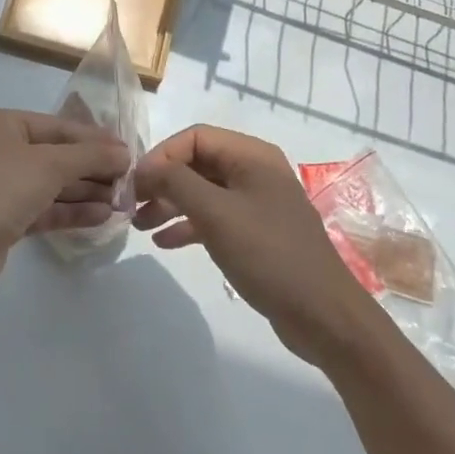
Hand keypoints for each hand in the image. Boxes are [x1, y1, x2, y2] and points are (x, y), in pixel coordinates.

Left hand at [0, 109, 130, 304]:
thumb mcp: (48, 165)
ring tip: (123, 201)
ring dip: (86, 191)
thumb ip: (89, 156)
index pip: (58, 127)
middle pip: (56, 155)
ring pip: (51, 184)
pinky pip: (43, 209)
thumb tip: (124, 153)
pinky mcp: (2, 220)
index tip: (129, 152)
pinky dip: (70, 211)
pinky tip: (102, 216)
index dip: (95, 139)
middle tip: (130, 181)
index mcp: (1, 124)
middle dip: (92, 168)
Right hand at [135, 125, 381, 364]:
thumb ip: (176, 183)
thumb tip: (144, 168)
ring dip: (170, 204)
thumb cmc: (269, 254)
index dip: (161, 155)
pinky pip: (214, 218)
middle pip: (197, 163)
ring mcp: (256, 203)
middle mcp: (255, 171)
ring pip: (203, 192)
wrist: (323, 316)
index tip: (134, 184)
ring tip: (139, 225)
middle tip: (131, 205)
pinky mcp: (256, 233)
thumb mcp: (216, 214)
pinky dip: (188, 225)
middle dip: (163, 181)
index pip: (195, 137)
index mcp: (252, 156)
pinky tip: (164, 242)